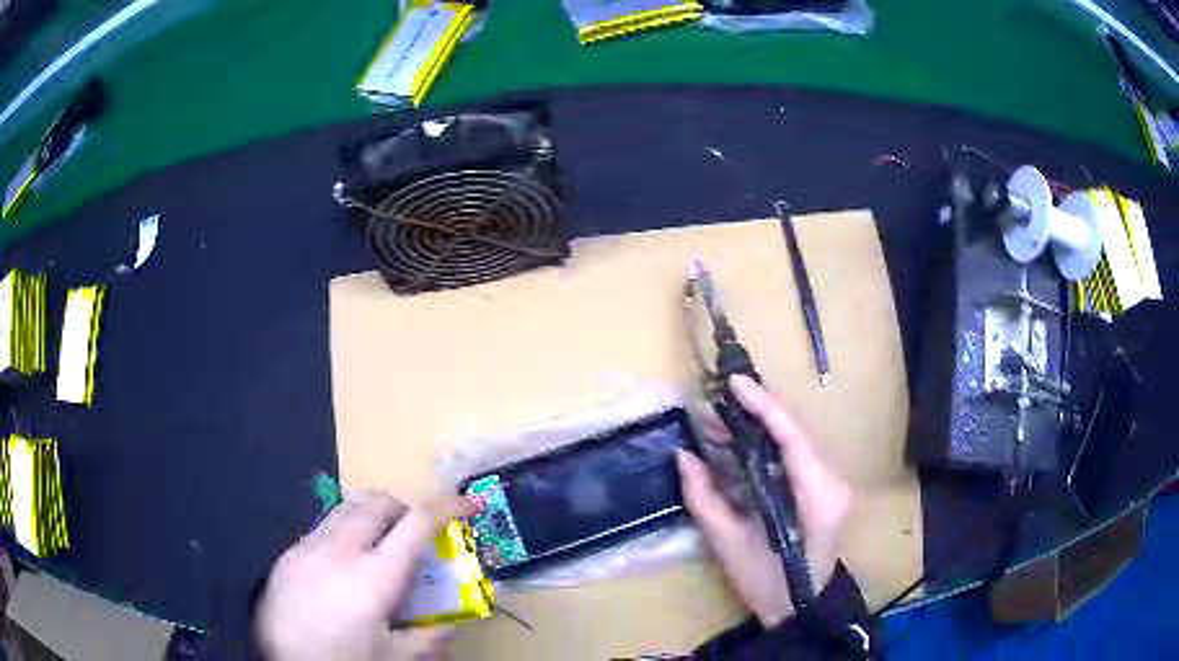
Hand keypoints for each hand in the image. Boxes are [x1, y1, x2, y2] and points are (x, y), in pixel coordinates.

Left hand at [255, 491, 473, 660]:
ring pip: (345, 510)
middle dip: (404, 509)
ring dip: (371, 519)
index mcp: (374, 578)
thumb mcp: (397, 659)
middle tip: (415, 536)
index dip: (448, 507)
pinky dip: (342, 535)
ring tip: (378, 550)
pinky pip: (320, 530)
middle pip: (377, 503)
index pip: (417, 524)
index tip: (468, 506)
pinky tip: (341, 570)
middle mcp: (339, 551)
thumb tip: (452, 622)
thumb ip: (431, 638)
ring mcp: (307, 548)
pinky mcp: (286, 555)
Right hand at [677, 374, 851, 628]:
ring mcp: (832, 484)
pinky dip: (765, 448)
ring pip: (794, 443)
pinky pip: (794, 458)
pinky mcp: (823, 489)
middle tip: (713, 406)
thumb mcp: (729, 543)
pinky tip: (737, 446)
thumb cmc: (767, 583)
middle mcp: (832, 482)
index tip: (734, 383)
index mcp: (818, 497)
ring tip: (716, 424)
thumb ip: (704, 497)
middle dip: (755, 415)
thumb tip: (683, 455)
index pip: (793, 438)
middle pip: (795, 434)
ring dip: (757, 430)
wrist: (801, 607)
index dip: (764, 406)